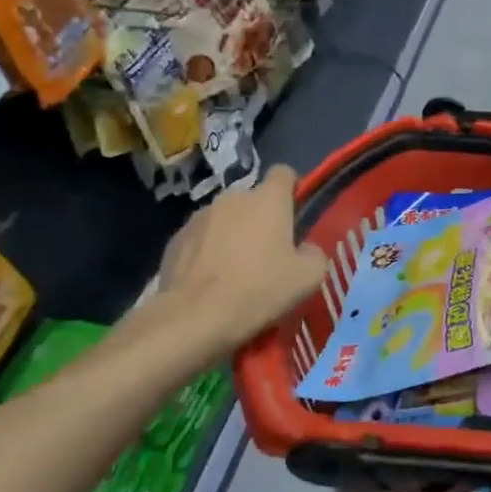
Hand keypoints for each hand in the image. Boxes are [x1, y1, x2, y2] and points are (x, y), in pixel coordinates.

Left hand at [155, 164, 326, 356]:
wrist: (194, 317)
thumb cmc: (259, 290)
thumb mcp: (308, 277)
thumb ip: (315, 253)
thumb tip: (306, 249)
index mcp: (268, 200)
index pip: (284, 173)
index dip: (292, 189)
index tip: (296, 214)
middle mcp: (232, 198)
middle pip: (254, 200)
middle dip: (262, 219)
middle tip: (269, 254)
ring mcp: (199, 217)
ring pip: (226, 219)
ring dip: (234, 235)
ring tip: (236, 270)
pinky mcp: (175, 239)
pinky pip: (201, 238)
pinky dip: (209, 251)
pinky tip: (211, 280)